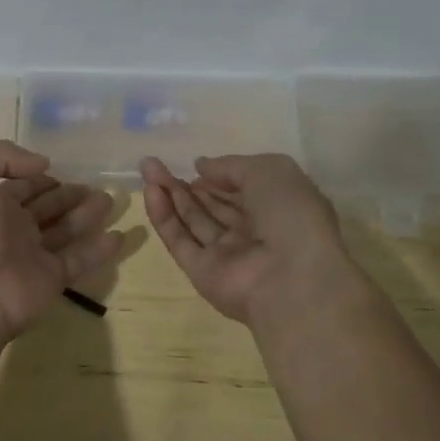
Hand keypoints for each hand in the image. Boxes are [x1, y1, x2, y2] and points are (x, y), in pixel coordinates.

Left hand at [0, 141, 125, 341]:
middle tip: (96, 186)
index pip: (23, 185)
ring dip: (88, 215)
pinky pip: (79, 259)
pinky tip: (119, 235)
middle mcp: (13, 227)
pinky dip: (99, 249)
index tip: (65, 167)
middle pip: (48, 206)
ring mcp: (33, 254)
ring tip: (111, 200)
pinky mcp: (52, 278)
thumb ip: (2, 156)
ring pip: (66, 229)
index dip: (41, 176)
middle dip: (69, 194)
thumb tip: (42, 164)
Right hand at [140, 153, 354, 323]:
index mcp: (276, 209)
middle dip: (185, 183)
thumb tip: (201, 166)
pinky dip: (164, 217)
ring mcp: (226, 255)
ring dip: (170, 194)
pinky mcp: (203, 273)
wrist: (293, 278)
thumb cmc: (290, 214)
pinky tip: (150, 191)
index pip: (240, 189)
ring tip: (146, 168)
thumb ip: (230, 165)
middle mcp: (252, 232)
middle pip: (211, 205)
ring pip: (193, 220)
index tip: (194, 164)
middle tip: (153, 162)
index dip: (217, 175)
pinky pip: (180, 241)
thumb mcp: (268, 171)